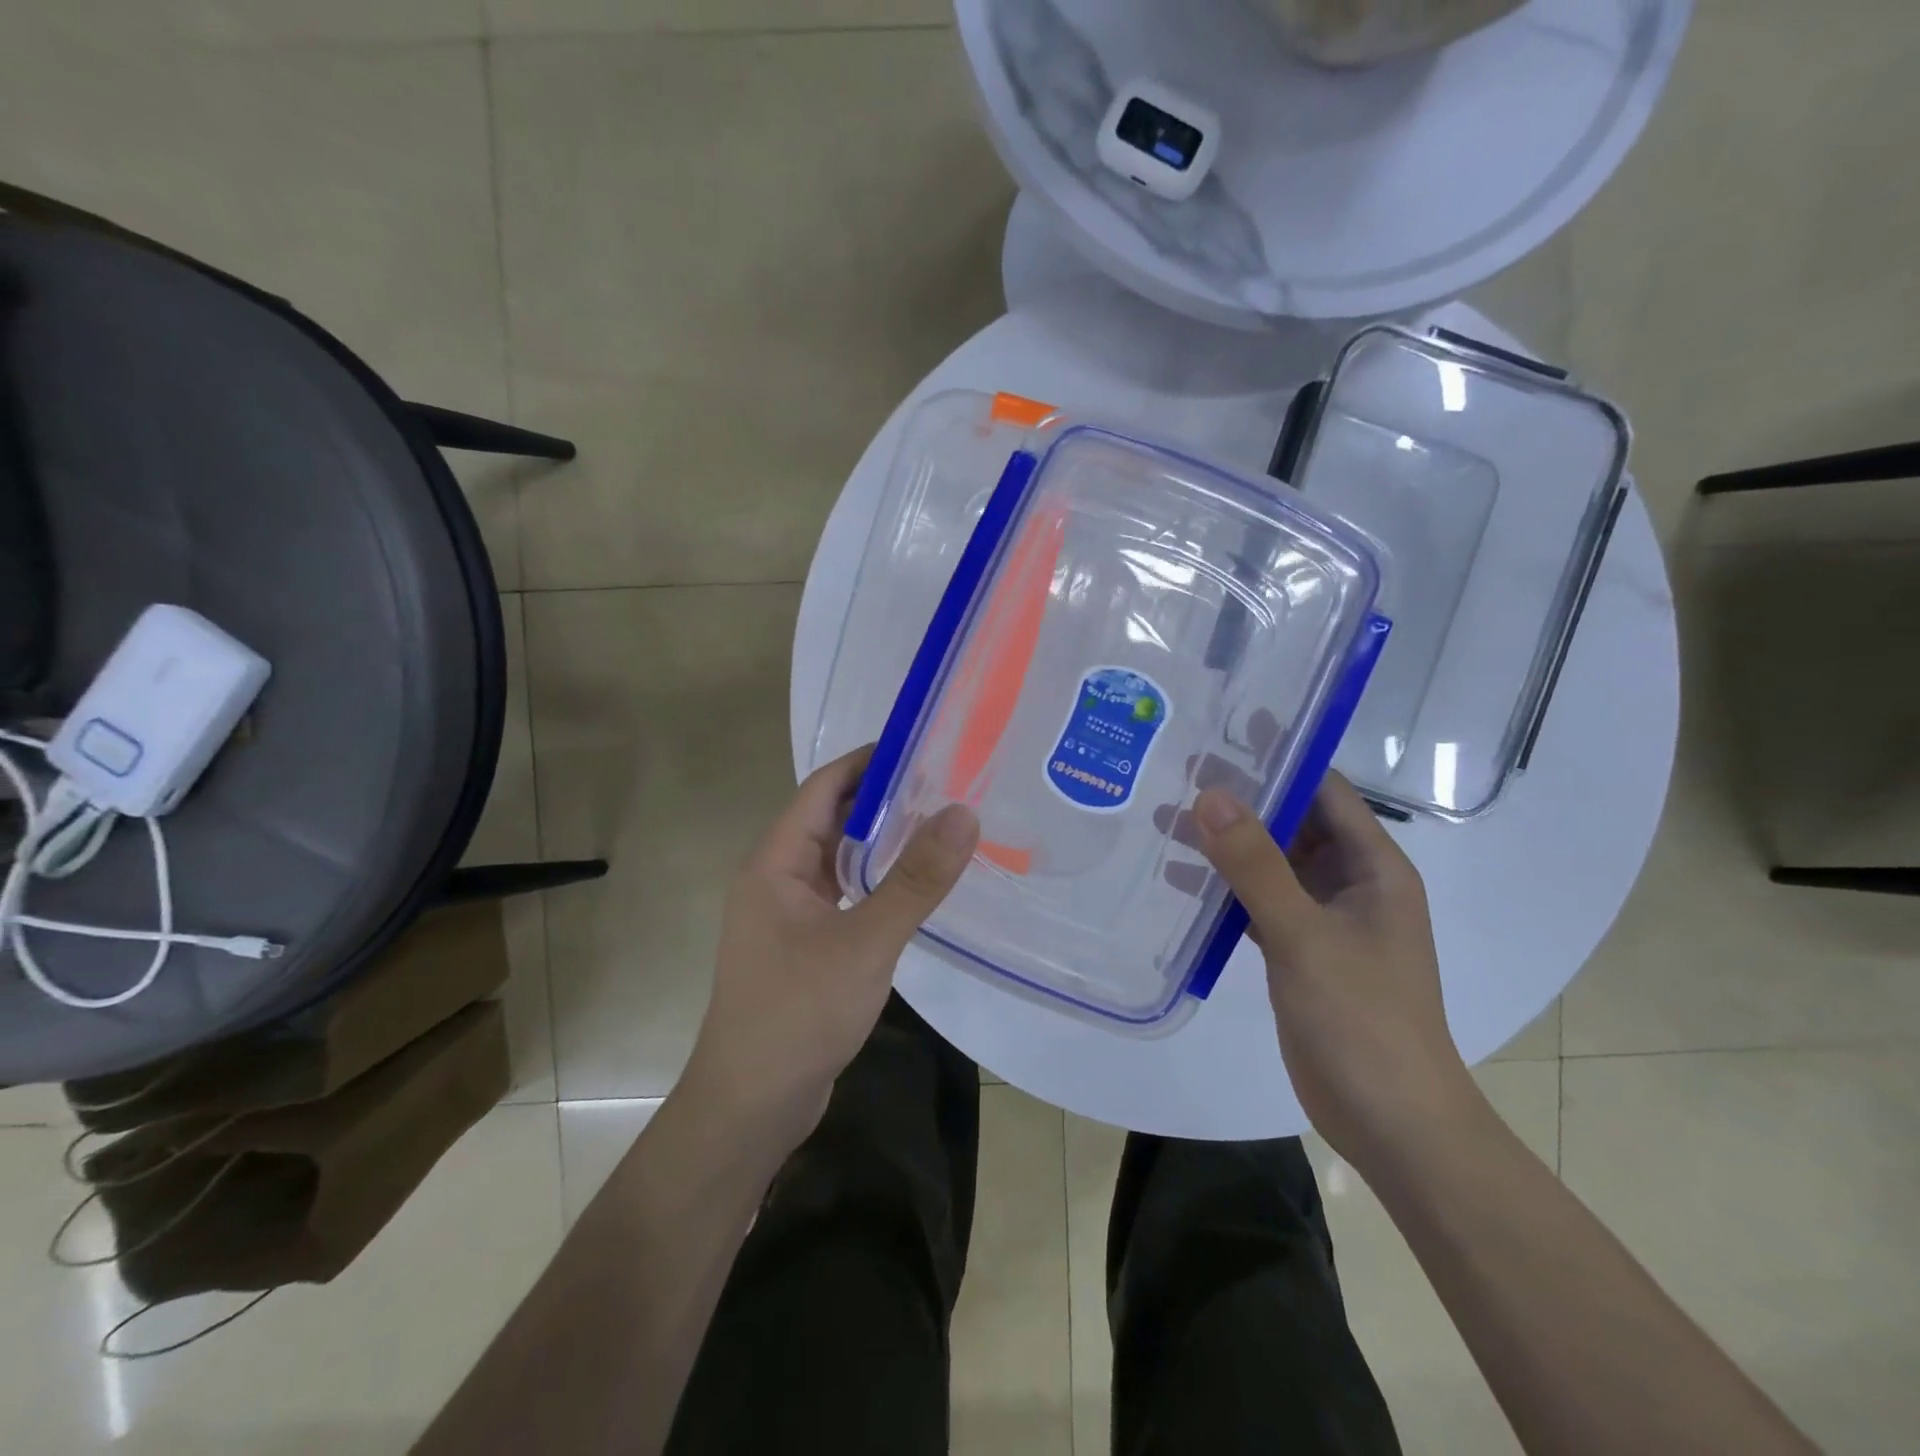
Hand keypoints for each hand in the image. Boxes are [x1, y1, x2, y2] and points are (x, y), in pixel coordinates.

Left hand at [682, 746, 979, 1148]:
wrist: (753, 1105)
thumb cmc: (798, 1014)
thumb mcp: (865, 943)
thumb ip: (915, 880)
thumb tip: (963, 814)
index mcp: (775, 861)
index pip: (824, 788)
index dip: (870, 762)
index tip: (925, 748)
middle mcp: (777, 877)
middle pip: (833, 819)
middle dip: (885, 799)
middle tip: (947, 784)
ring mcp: (789, 912)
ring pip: (840, 859)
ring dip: (883, 841)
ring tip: (941, 824)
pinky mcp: (806, 943)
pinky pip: (845, 893)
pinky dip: (877, 880)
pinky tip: (915, 884)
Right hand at [1190, 771, 1478, 1171]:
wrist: (1391, 1121)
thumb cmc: (1362, 1018)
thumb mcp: (1304, 935)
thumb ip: (1255, 865)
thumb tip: (1209, 794)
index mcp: (1372, 867)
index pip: (1325, 791)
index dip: (1281, 758)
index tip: (1224, 733)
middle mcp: (1351, 884)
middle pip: (1293, 823)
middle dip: (1242, 799)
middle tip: (1177, 771)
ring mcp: (1325, 919)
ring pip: (1271, 864)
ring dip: (1226, 844)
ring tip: (1163, 817)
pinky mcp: (1300, 951)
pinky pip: (1259, 903)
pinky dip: (1224, 888)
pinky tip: (1178, 881)